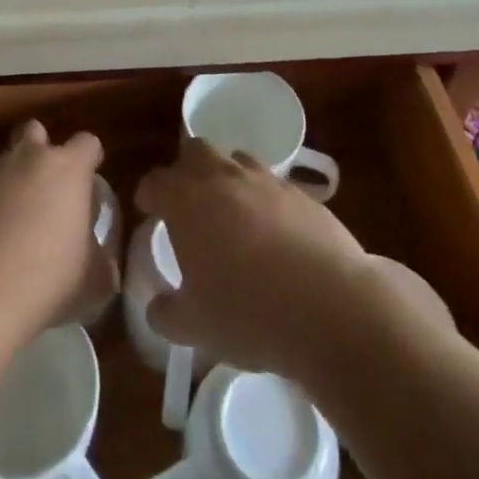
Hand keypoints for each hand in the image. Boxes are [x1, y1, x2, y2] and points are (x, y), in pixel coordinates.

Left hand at [0, 122, 110, 346]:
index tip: (88, 184)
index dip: (90, 160)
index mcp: (66, 169)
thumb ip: (101, 263)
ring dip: (8, 184)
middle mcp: (25, 158)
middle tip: (44, 192)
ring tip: (7, 228)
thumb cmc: (44, 281)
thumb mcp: (91, 281)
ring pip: (2, 164)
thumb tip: (102, 264)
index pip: (87, 143)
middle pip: (36, 132)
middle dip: (41, 152)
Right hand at [136, 137, 448, 382]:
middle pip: (195, 151)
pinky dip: (264, 199)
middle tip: (188, 205)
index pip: (155, 182)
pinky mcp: (301, 192)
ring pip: (236, 160)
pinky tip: (273, 233)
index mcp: (186, 200)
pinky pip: (272, 184)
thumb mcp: (196, 328)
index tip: (148, 212)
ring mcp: (264, 179)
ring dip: (227, 179)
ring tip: (231, 215)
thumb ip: (167, 313)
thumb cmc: (249, 314)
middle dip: (187, 171)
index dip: (148, 196)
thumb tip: (158, 307)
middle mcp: (222, 177)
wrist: (330, 306)